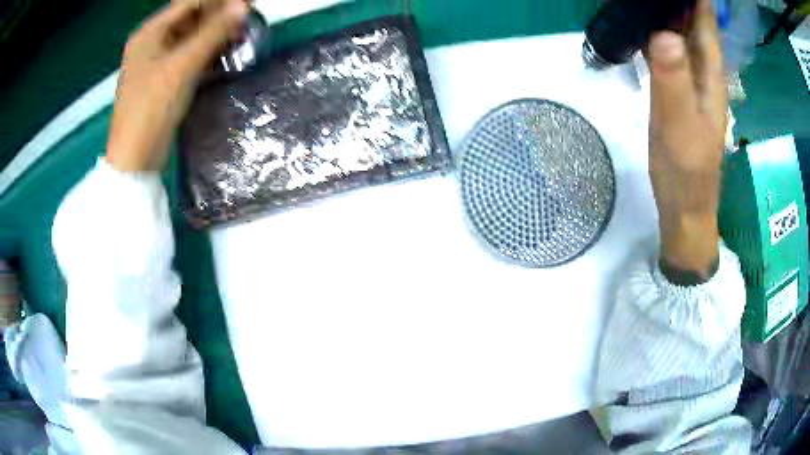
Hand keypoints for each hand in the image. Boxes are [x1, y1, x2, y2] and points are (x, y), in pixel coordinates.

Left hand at [106, 0, 247, 171]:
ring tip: (241, 36)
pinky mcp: (163, 81)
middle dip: (218, 18)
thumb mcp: (182, 66)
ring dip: (215, 36)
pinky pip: (187, 58)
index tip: (247, 4)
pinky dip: (206, 55)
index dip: (219, 1)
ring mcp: (156, 62)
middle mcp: (152, 43)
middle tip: (247, 20)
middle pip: (190, 19)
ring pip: (190, 39)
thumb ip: (213, 33)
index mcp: (150, 33)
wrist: (135, 159)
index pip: (189, 3)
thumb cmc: (151, 108)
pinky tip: (225, 56)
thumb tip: (243, 6)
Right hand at [647, 0, 726, 282]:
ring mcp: (690, 77)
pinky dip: (655, 28)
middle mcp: (703, 68)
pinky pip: (667, 47)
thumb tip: (664, 32)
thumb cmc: (686, 169)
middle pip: (692, 19)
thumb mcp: (679, 125)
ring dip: (664, 9)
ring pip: (680, 30)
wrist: (684, 203)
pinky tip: (639, 20)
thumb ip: (674, 79)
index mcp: (710, 72)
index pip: (704, 18)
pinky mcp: (677, 86)